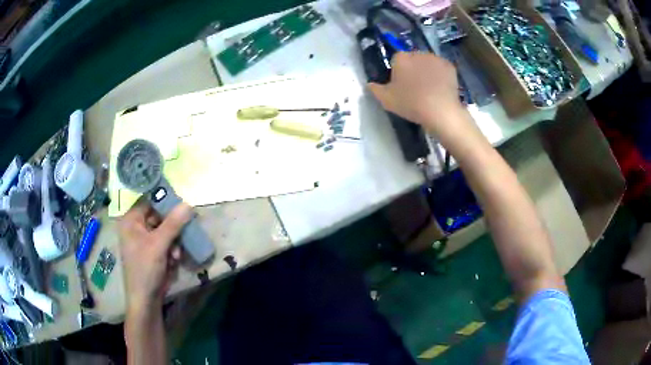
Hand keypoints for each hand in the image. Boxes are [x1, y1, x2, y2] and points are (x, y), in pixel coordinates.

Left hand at [119, 199, 191, 312]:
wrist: (146, 299)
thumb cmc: (145, 269)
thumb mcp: (159, 245)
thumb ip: (173, 224)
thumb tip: (188, 203)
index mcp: (131, 221)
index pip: (149, 201)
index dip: (165, 202)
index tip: (182, 205)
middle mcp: (136, 227)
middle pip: (159, 217)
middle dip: (172, 229)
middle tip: (182, 235)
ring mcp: (144, 240)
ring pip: (165, 231)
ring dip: (173, 242)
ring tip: (176, 256)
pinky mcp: (152, 252)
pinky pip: (165, 243)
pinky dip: (171, 251)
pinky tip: (173, 262)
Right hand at [368, 52, 476, 147]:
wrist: (440, 111)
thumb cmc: (411, 104)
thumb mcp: (386, 100)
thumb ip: (375, 89)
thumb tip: (369, 84)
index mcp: (401, 58)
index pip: (396, 60)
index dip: (398, 72)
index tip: (401, 86)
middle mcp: (418, 53)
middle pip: (413, 59)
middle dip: (413, 70)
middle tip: (415, 88)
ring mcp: (435, 58)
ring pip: (428, 63)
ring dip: (427, 71)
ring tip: (429, 90)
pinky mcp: (449, 66)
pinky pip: (441, 69)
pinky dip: (440, 76)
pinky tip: (440, 89)